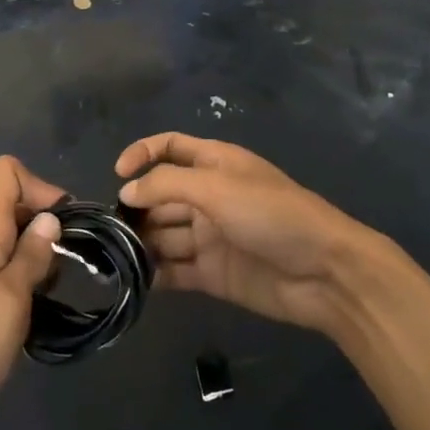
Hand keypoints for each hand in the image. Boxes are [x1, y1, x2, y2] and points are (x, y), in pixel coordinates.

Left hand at [0, 156, 64, 429]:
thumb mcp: (9, 301)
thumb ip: (31, 256)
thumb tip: (50, 217)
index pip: (7, 173)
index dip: (41, 186)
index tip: (65, 225)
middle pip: (14, 206)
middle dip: (48, 226)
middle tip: (69, 266)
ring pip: (11, 243)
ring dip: (39, 260)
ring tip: (52, 297)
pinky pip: (2, 274)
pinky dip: (24, 285)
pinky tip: (33, 318)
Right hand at [115, 134, 384, 334]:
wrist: (324, 273)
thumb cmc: (272, 214)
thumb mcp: (218, 187)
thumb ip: (168, 184)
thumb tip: (127, 191)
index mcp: (215, 163)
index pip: (170, 147)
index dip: (142, 153)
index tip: (118, 175)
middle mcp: (209, 196)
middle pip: (161, 196)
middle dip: (135, 208)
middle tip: (105, 229)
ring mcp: (210, 236)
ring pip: (164, 235)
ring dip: (140, 243)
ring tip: (111, 257)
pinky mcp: (212, 273)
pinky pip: (175, 270)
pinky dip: (154, 274)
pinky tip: (131, 281)